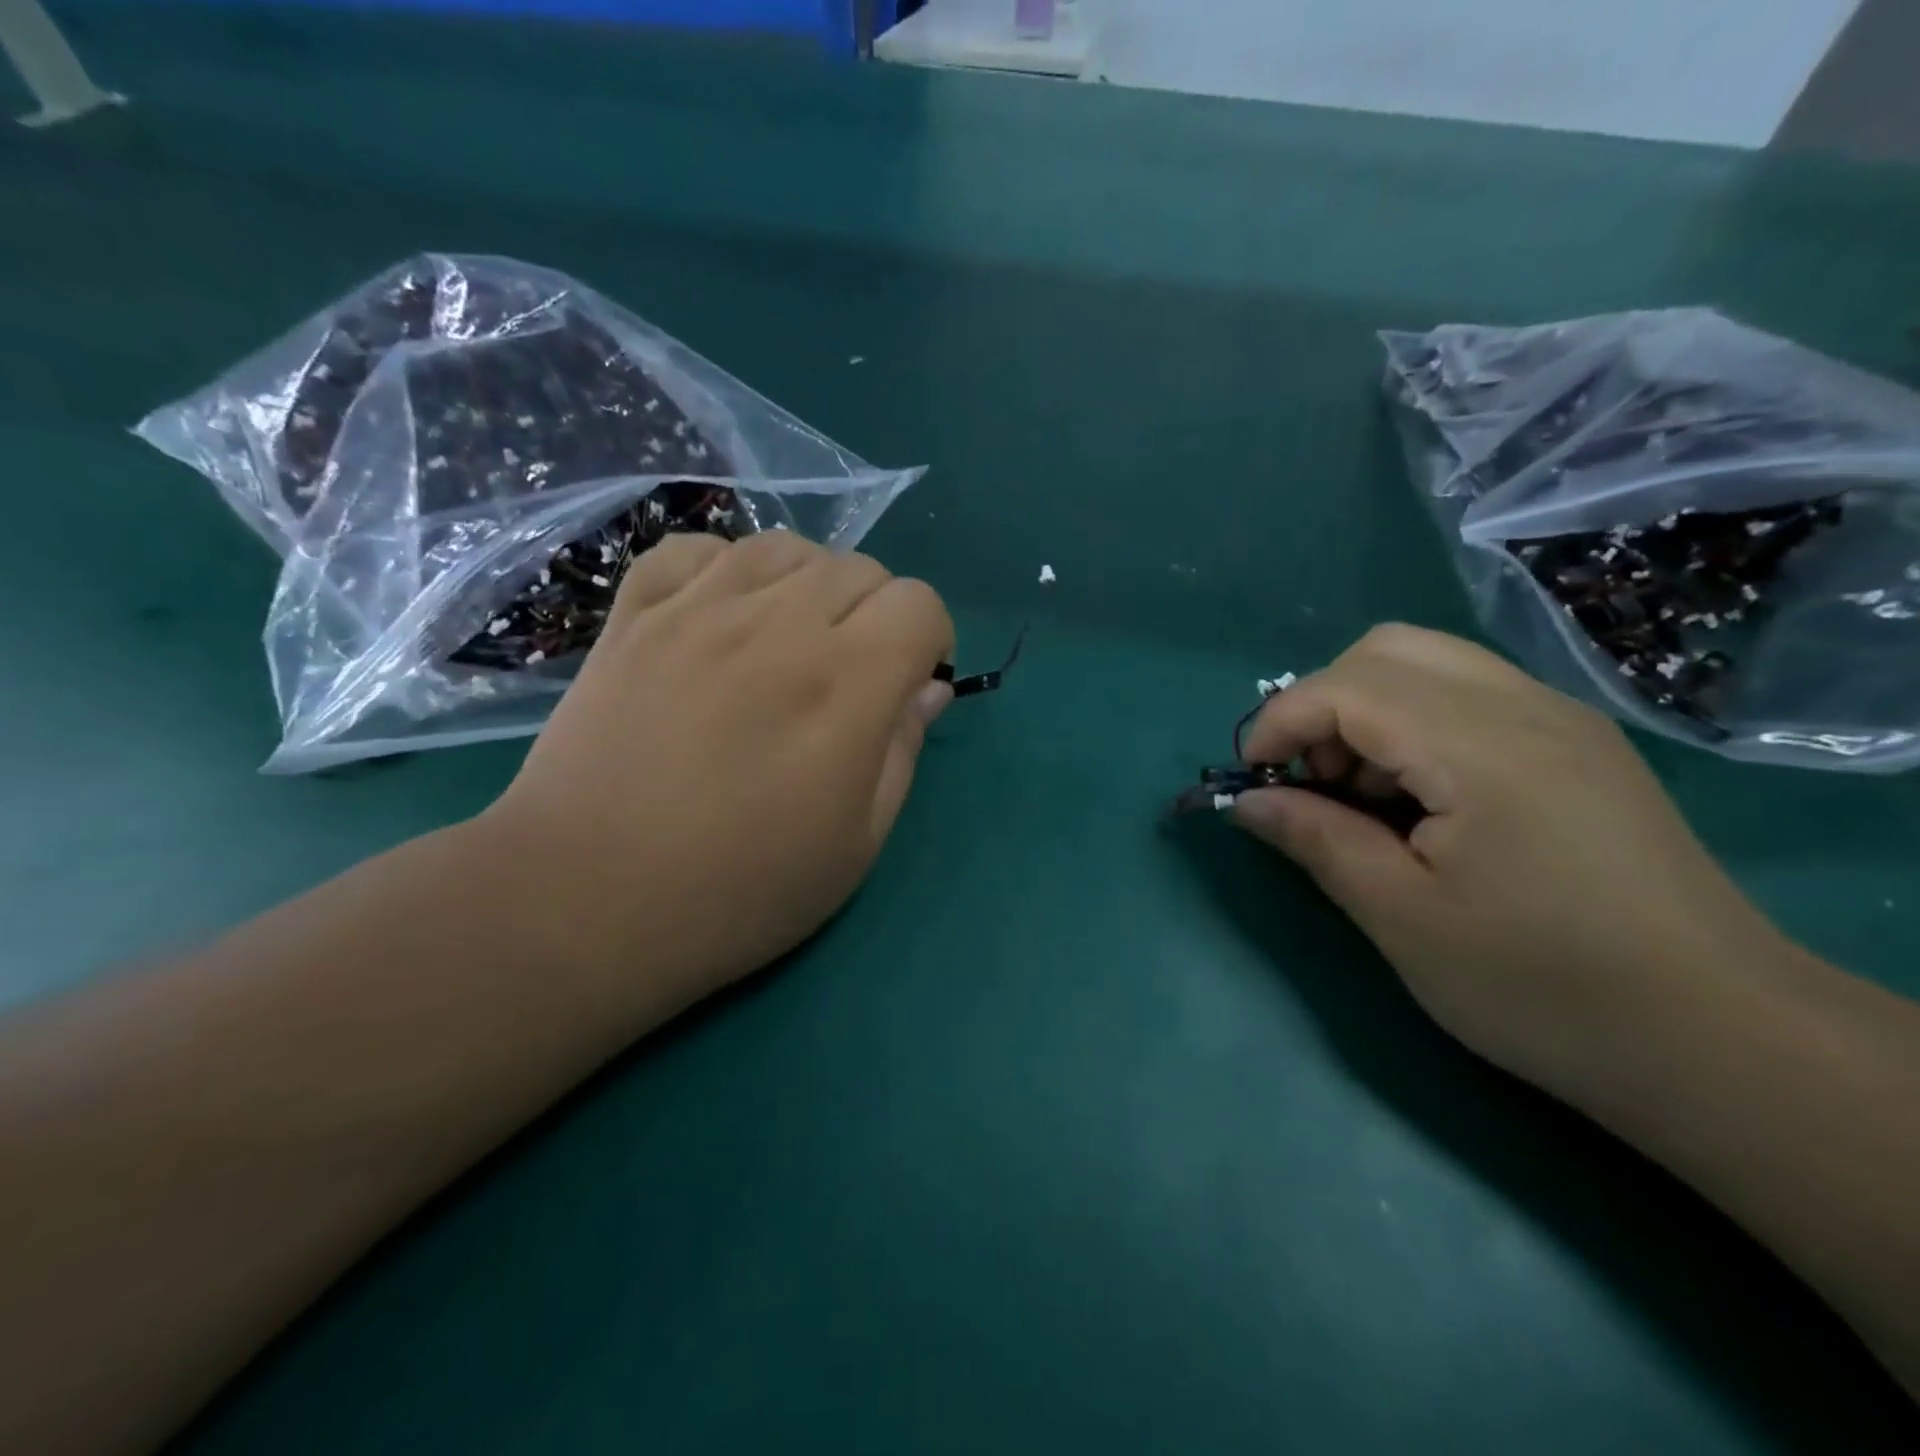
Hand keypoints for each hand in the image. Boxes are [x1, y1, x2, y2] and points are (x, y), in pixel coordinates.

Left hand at [478, 531, 953, 1016]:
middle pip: (859, 568)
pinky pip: (696, 549)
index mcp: (845, 685)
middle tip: (850, 676)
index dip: (930, 639)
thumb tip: (929, 688)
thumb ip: (903, 752)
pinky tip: (722, 616)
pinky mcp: (634, 616)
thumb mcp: (856, 845)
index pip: (918, 602)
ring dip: (809, 586)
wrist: (585, 899)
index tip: (908, 684)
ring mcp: (697, 611)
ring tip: (790, 640)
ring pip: (785, 548)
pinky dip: (725, 570)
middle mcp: (777, 626)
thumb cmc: (739, 891)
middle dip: (876, 614)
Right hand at [1231, 624, 1789, 1097]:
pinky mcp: (1580, 746)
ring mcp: (1562, 721)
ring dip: (1368, 710)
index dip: (1279, 721)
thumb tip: (1248, 802)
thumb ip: (1316, 839)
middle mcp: (1525, 708)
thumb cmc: (1543, 986)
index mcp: (1480, 748)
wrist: (1724, 1041)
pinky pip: (1471, 694)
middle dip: (1323, 703)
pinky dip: (1415, 722)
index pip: (1346, 687)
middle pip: (1386, 650)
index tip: (1254, 781)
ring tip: (1363, 794)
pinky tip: (1421, 799)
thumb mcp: (1402, 919)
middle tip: (1315, 781)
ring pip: (1430, 663)